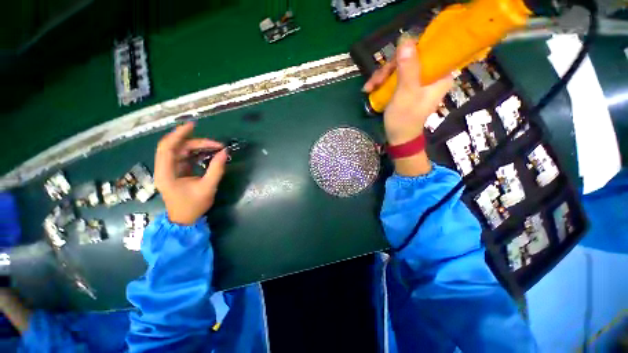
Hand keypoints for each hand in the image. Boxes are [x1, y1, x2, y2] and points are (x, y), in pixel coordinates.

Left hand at [154, 122, 227, 224]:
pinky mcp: (177, 172)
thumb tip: (224, 152)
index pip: (167, 147)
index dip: (178, 134)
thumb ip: (216, 169)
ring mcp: (170, 170)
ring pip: (181, 151)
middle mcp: (164, 168)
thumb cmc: (193, 206)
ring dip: (198, 147)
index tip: (193, 126)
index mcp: (166, 173)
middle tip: (216, 144)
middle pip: (176, 147)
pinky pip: (186, 157)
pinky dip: (197, 153)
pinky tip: (209, 154)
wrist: (185, 220)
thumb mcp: (207, 187)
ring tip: (215, 148)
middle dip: (195, 142)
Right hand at [363, 37, 452, 174]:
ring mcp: (419, 81)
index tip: (392, 63)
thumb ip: (408, 68)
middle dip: (389, 69)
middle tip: (375, 81)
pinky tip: (371, 89)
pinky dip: (382, 82)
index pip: (428, 49)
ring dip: (382, 76)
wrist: (399, 138)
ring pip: (399, 67)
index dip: (408, 52)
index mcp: (440, 75)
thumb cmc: (404, 119)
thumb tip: (406, 40)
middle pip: (410, 58)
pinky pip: (395, 77)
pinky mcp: (408, 87)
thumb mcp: (405, 94)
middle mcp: (432, 75)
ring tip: (369, 88)